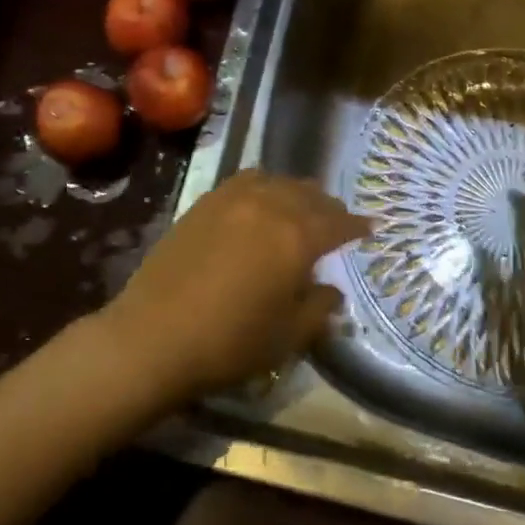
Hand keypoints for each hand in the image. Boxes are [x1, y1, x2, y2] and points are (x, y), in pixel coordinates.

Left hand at [98, 171, 368, 401]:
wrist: (153, 336)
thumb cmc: (229, 343)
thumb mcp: (287, 337)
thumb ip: (318, 309)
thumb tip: (331, 291)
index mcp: (296, 237)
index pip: (338, 223)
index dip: (358, 226)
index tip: (371, 228)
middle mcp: (269, 206)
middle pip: (310, 195)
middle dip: (329, 209)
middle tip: (337, 224)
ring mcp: (233, 199)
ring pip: (279, 182)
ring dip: (297, 194)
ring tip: (300, 211)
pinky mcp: (205, 202)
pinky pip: (247, 182)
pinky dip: (265, 188)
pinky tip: (261, 204)